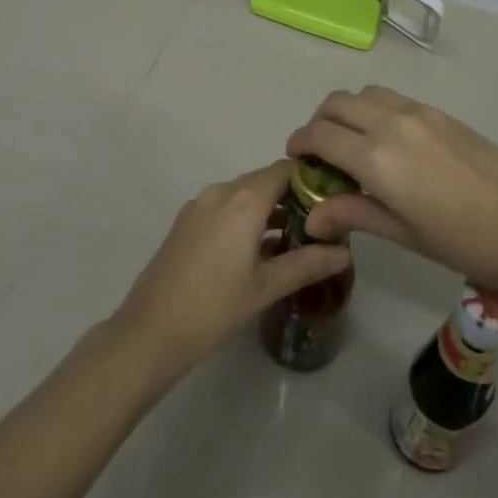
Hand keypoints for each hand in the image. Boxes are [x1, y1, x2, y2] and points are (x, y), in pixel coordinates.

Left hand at [110, 160, 350, 380]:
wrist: (151, 329)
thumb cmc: (215, 307)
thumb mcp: (266, 287)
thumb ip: (307, 264)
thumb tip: (345, 253)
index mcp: (244, 199)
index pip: (285, 169)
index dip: (310, 178)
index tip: (331, 198)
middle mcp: (222, 190)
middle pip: (265, 180)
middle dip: (292, 197)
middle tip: (319, 223)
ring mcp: (200, 203)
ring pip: (244, 194)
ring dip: (269, 209)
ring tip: (294, 238)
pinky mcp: (187, 220)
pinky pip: (225, 206)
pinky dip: (245, 217)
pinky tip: (259, 249)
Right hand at [287, 85, 497, 301]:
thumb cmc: (462, 241)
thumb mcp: (402, 233)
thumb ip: (353, 214)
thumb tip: (312, 216)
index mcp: (375, 156)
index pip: (319, 134)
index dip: (300, 143)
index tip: (296, 160)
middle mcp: (390, 122)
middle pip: (336, 103)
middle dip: (319, 123)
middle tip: (321, 153)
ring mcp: (417, 112)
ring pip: (365, 93)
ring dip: (348, 111)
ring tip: (354, 143)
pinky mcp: (439, 112)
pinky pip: (393, 98)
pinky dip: (375, 109)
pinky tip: (389, 142)